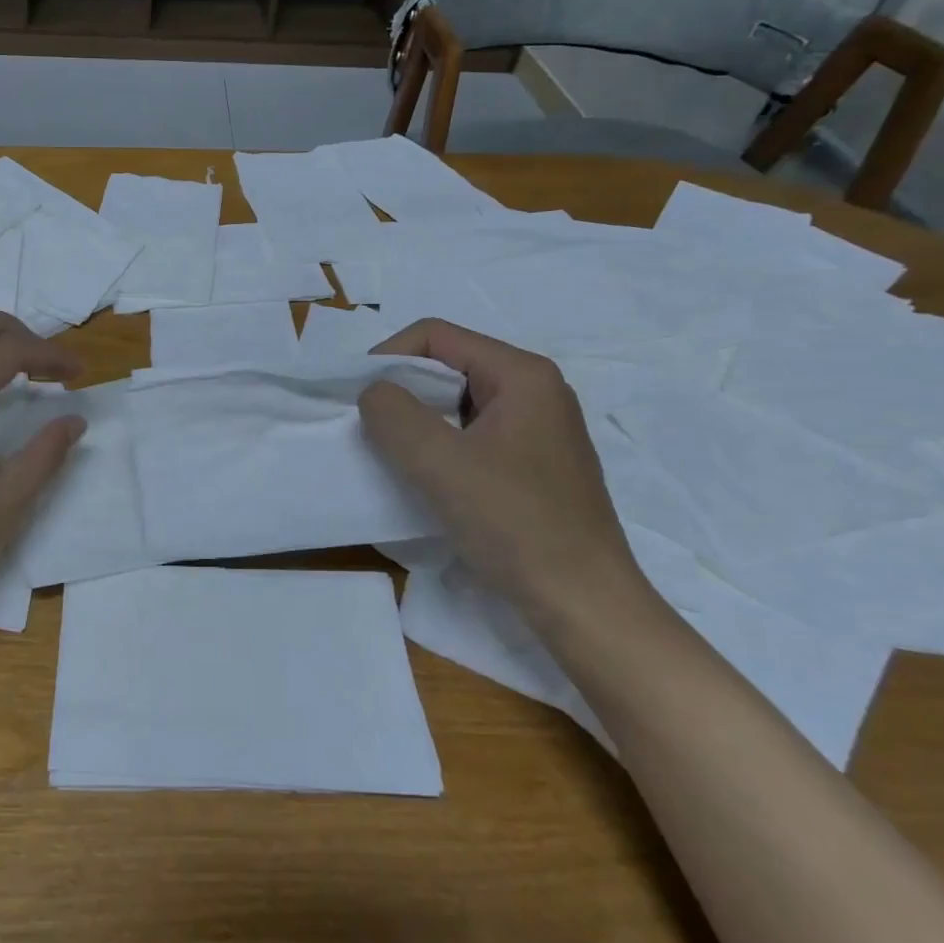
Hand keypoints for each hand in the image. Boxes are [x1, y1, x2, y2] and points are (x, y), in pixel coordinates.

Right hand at [359, 319, 654, 637]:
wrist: (584, 606)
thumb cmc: (514, 523)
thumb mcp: (438, 461)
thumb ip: (392, 413)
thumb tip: (375, 394)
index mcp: (522, 375)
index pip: (435, 335)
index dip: (387, 358)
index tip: (358, 399)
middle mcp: (536, 391)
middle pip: (447, 366)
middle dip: (402, 391)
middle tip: (371, 429)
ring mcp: (538, 430)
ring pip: (457, 404)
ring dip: (418, 422)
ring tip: (395, 456)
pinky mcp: (534, 466)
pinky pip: (473, 435)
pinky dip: (440, 447)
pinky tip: (428, 480)